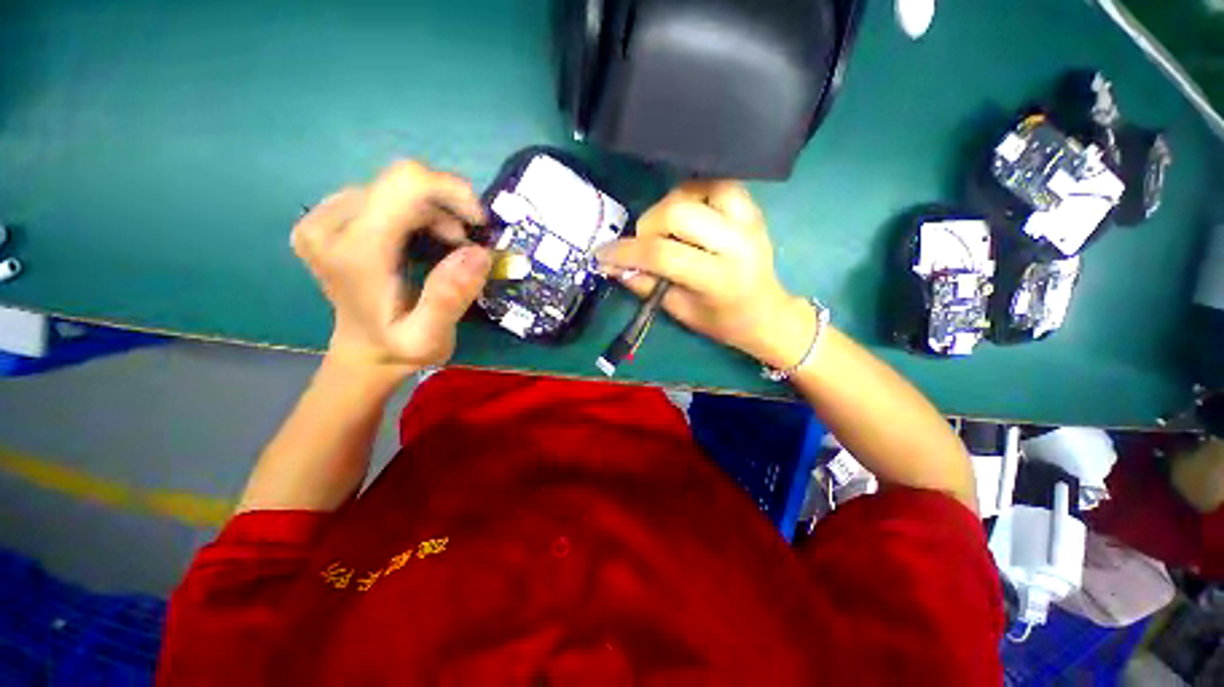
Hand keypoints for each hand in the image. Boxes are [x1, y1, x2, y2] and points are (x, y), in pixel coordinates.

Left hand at [292, 160, 491, 378]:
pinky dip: (414, 210)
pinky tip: (421, 236)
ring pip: (394, 186)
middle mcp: (328, 226)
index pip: (404, 185)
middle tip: (464, 243)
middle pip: (401, 182)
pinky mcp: (326, 217)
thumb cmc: (401, 348)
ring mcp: (321, 218)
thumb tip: (478, 253)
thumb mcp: (430, 337)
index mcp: (355, 253)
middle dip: (445, 205)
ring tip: (448, 244)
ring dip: (432, 210)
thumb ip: (449, 297)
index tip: (479, 222)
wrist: (364, 352)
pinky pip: (381, 194)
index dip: (450, 191)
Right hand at [596, 181, 812, 367]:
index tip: (603, 254)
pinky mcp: (752, 208)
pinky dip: (691, 195)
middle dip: (648, 226)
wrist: (767, 313)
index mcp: (720, 278)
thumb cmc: (723, 321)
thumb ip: (647, 285)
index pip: (663, 254)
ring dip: (669, 207)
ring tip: (666, 231)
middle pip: (677, 212)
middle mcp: (737, 242)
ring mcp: (748, 219)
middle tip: (644, 245)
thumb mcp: (680, 310)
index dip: (626, 252)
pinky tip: (687, 216)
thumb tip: (614, 267)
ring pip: (695, 189)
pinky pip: (714, 184)